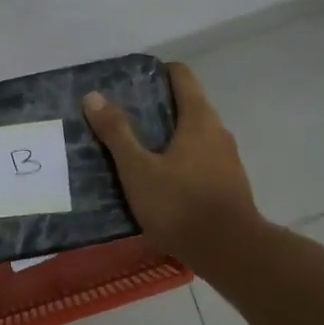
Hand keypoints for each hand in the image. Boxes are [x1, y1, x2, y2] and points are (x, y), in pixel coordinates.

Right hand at [82, 62, 262, 271]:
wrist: (229, 251)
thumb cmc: (180, 204)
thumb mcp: (138, 169)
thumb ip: (117, 133)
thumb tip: (94, 96)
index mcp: (199, 118)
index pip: (182, 76)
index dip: (157, 72)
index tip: (131, 82)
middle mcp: (218, 131)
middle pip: (188, 105)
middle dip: (156, 108)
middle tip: (122, 119)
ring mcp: (227, 159)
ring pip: (194, 136)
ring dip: (167, 137)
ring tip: (135, 151)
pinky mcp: (228, 185)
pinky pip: (199, 161)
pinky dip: (179, 161)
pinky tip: (158, 181)